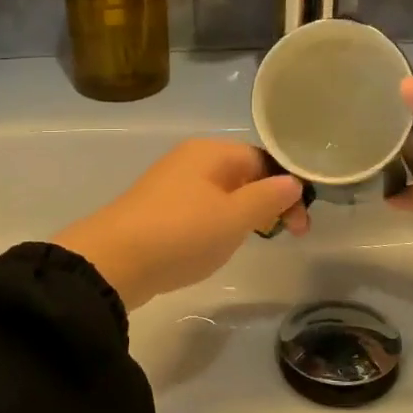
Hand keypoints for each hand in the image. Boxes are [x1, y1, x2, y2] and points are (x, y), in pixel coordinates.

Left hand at [53, 138, 307, 309]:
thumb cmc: (182, 233)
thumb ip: (268, 197)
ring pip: (223, 192)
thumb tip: (293, 180)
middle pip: (244, 173)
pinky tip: (216, 246)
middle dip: (268, 201)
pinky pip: (201, 208)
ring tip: (251, 241)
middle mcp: (192, 159)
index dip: (287, 187)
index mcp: (212, 151)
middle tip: (285, 235)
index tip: (299, 224)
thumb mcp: (234, 217)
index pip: (263, 158)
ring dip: (244, 214)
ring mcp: (172, 183)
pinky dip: (217, 224)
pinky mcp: (159, 208)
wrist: (113, 261)